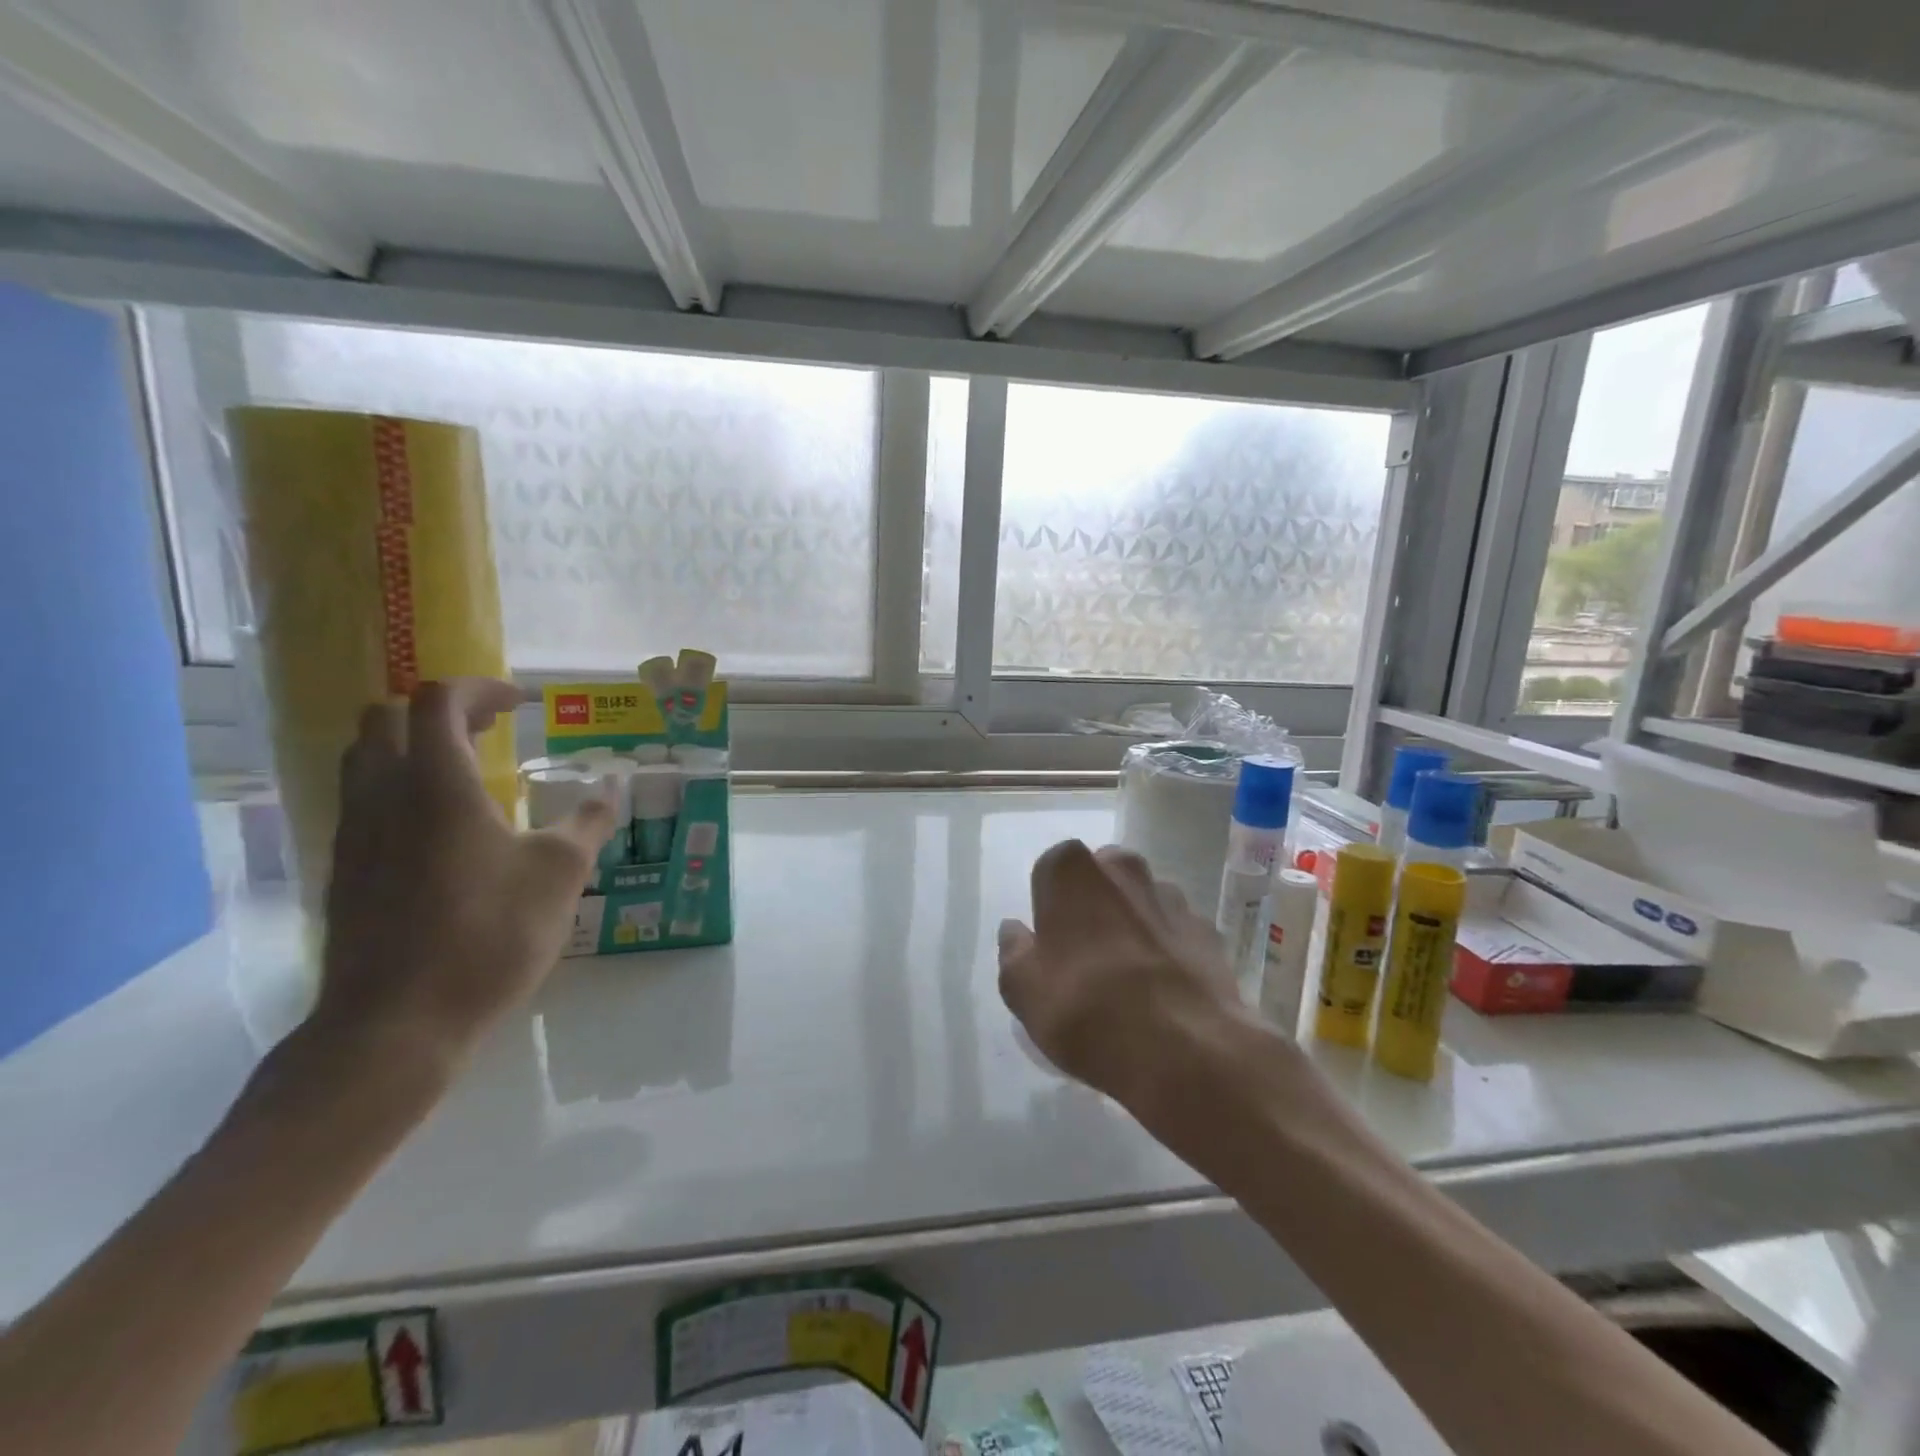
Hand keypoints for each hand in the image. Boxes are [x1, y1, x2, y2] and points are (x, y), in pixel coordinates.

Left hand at [314, 678, 615, 1066]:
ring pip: (365, 760)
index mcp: (436, 783)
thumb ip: (587, 823)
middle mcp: (383, 796)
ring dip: (414, 747)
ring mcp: (354, 835)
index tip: (521, 701)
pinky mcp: (344, 872)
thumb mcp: (560, 874)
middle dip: (441, 710)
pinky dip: (400, 789)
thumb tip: (610, 790)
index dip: (481, 687)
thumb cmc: (488, 934)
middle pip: (386, 719)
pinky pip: (364, 802)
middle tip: (491, 727)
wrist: (395, 1024)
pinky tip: (442, 829)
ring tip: (467, 772)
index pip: (438, 700)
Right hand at [998, 841, 1246, 1109]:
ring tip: (1126, 980)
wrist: (1186, 1049)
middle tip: (1083, 957)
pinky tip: (1160, 991)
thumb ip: (1012, 952)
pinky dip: (1164, 950)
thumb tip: (1015, 930)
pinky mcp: (1206, 930)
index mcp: (1072, 870)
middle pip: (1098, 878)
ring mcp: (1171, 896)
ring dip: (1130, 925)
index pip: (1049, 869)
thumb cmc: (1086, 1008)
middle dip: (1091, 906)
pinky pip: (1173, 932)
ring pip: (1139, 902)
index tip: (1049, 945)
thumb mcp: (1022, 990)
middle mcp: (1123, 867)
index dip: (1047, 907)